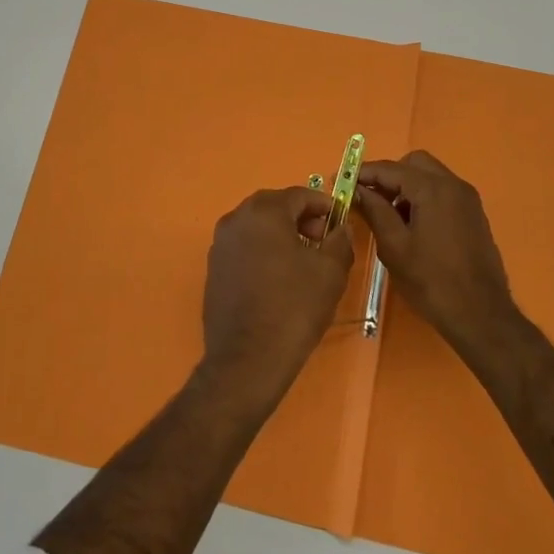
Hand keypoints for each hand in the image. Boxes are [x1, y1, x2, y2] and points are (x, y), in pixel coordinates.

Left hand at [199, 187, 355, 412]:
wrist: (247, 359)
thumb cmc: (293, 308)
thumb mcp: (330, 272)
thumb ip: (339, 241)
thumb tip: (339, 228)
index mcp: (263, 212)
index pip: (299, 195)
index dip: (323, 206)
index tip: (339, 223)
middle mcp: (236, 219)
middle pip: (275, 206)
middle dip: (301, 218)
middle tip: (322, 241)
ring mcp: (220, 244)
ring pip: (257, 226)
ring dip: (281, 234)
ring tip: (303, 261)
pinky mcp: (214, 268)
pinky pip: (244, 247)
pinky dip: (263, 251)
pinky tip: (278, 278)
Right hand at [352, 150, 519, 356]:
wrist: (481, 315)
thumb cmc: (431, 281)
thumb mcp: (394, 246)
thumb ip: (374, 210)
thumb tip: (356, 189)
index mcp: (432, 189)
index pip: (389, 169)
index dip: (362, 173)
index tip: (339, 181)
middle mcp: (453, 184)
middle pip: (413, 163)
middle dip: (388, 176)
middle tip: (369, 198)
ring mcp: (467, 198)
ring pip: (429, 175)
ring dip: (406, 186)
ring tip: (388, 215)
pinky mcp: (473, 213)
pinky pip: (443, 191)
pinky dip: (423, 196)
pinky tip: (412, 224)